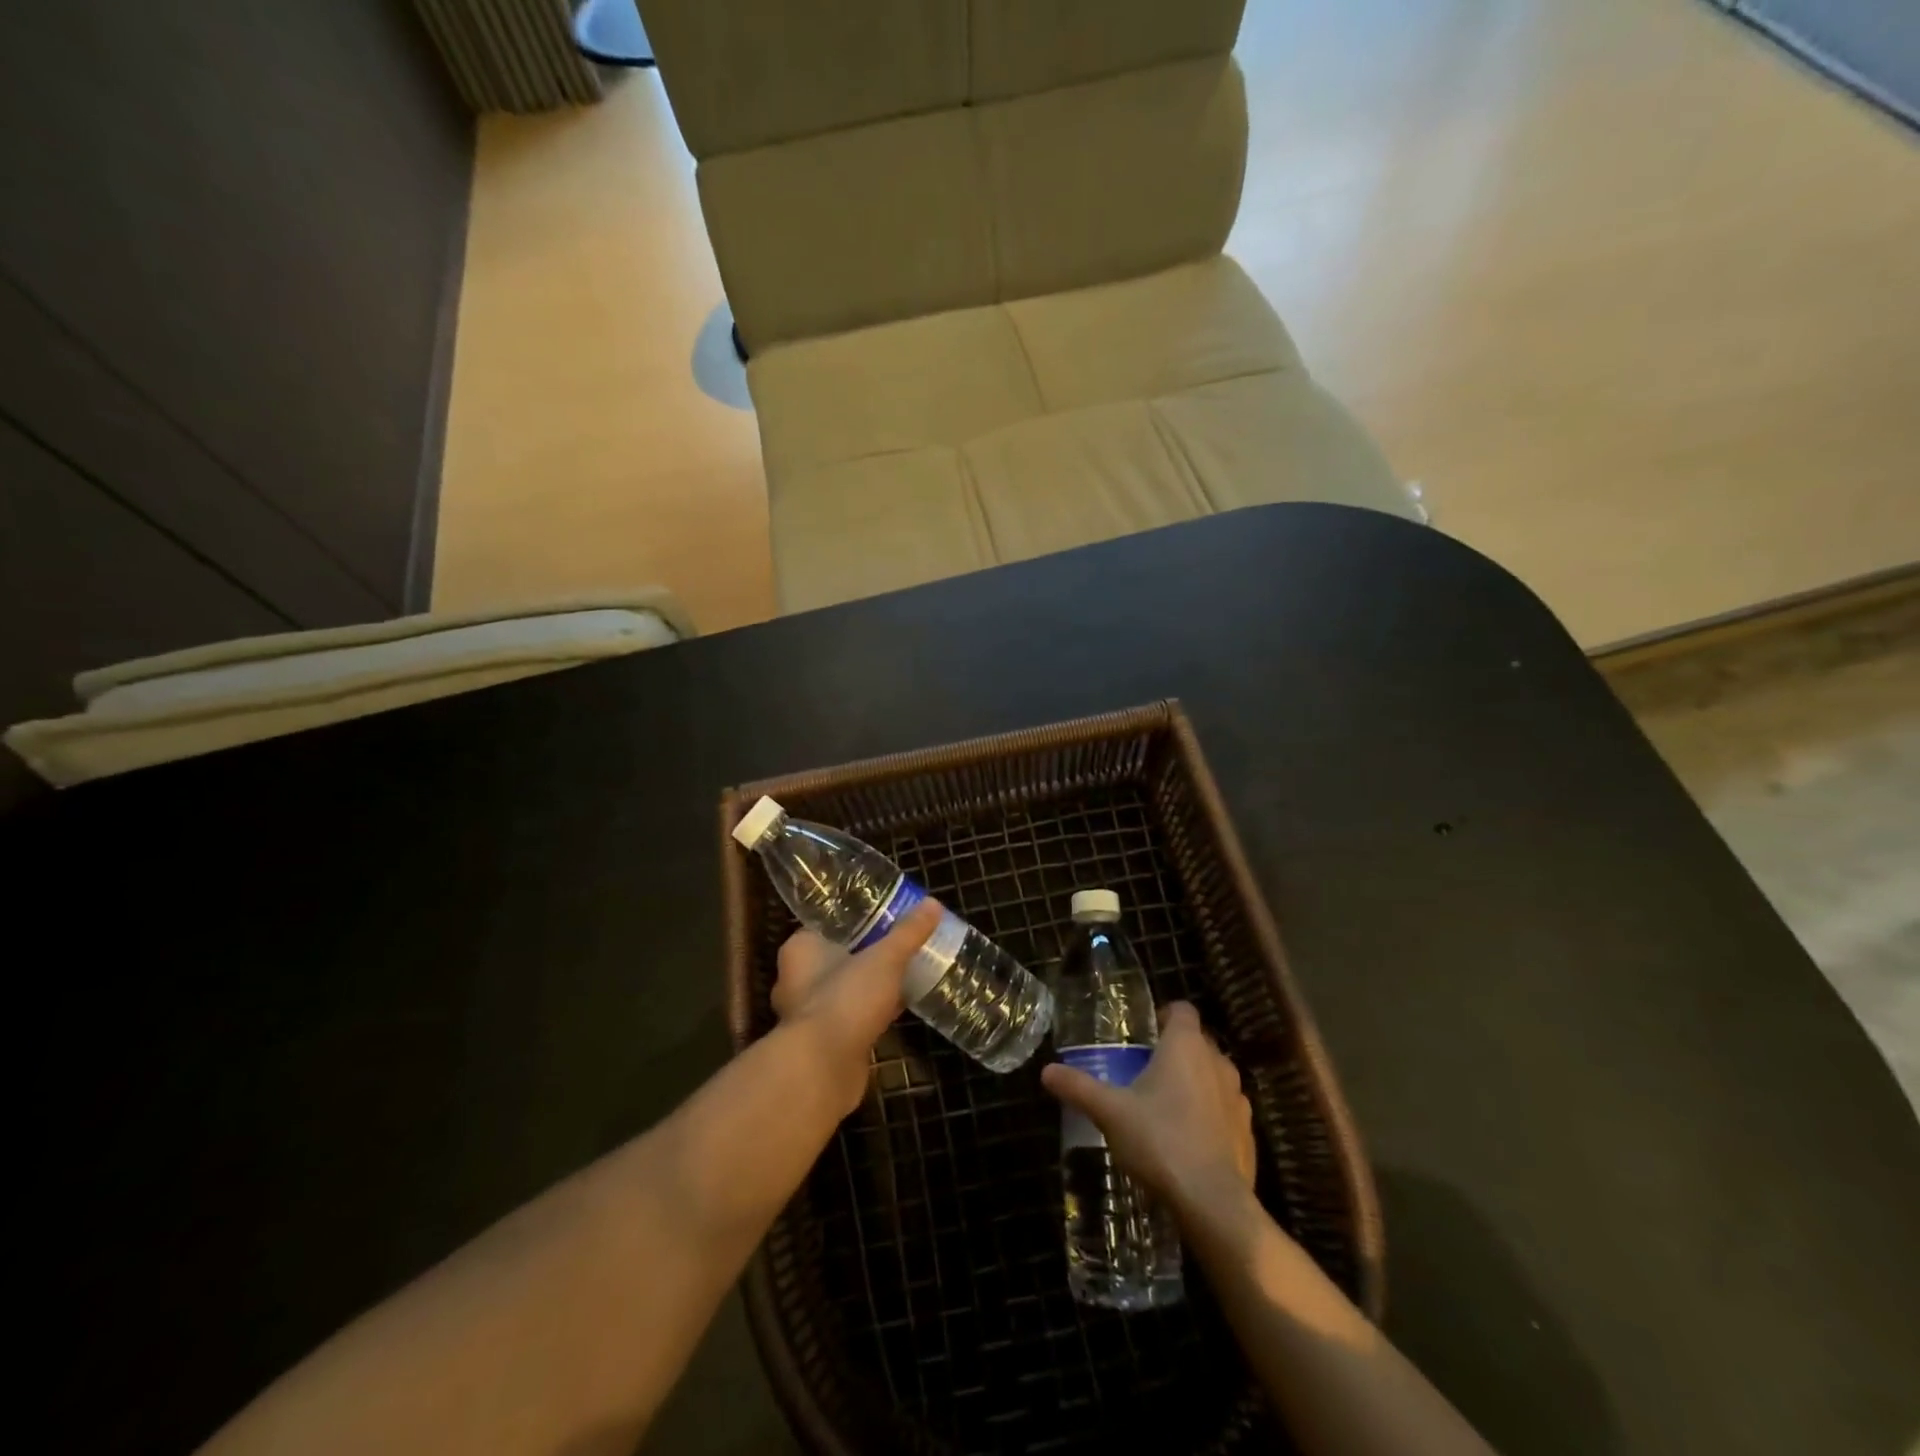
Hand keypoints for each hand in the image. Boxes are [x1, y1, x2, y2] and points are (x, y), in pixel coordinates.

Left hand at [772, 899, 941, 1112]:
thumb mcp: (884, 958)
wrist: (823, 1070)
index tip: (883, 914)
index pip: (826, 924)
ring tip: (905, 972)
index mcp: (800, 950)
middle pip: (837, 956)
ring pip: (845, 988)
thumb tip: (933, 903)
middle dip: (866, 952)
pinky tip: (900, 1006)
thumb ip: (908, 933)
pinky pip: (853, 1016)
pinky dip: (872, 1011)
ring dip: (869, 984)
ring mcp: (809, 1014)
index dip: (854, 919)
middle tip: (900, 943)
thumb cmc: (845, 1000)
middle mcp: (796, 979)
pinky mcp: (825, 1042)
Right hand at [1040, 1002, 1256, 1215]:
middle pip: (1198, 1043)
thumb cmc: (1159, 1141)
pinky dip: (1210, 1117)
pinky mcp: (1248, 1133)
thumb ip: (1078, 1087)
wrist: (1213, 1202)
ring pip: (1214, 1077)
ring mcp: (1238, 1099)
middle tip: (1146, 1073)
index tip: (1145, 1036)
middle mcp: (1218, 1063)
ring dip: (1196, 1085)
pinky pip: (1226, 1112)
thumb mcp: (1109, 1112)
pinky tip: (1189, 1142)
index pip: (1182, 1010)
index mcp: (1186, 1046)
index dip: (1165, 1016)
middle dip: (1175, 1053)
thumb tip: (1046, 1070)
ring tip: (1167, 1108)